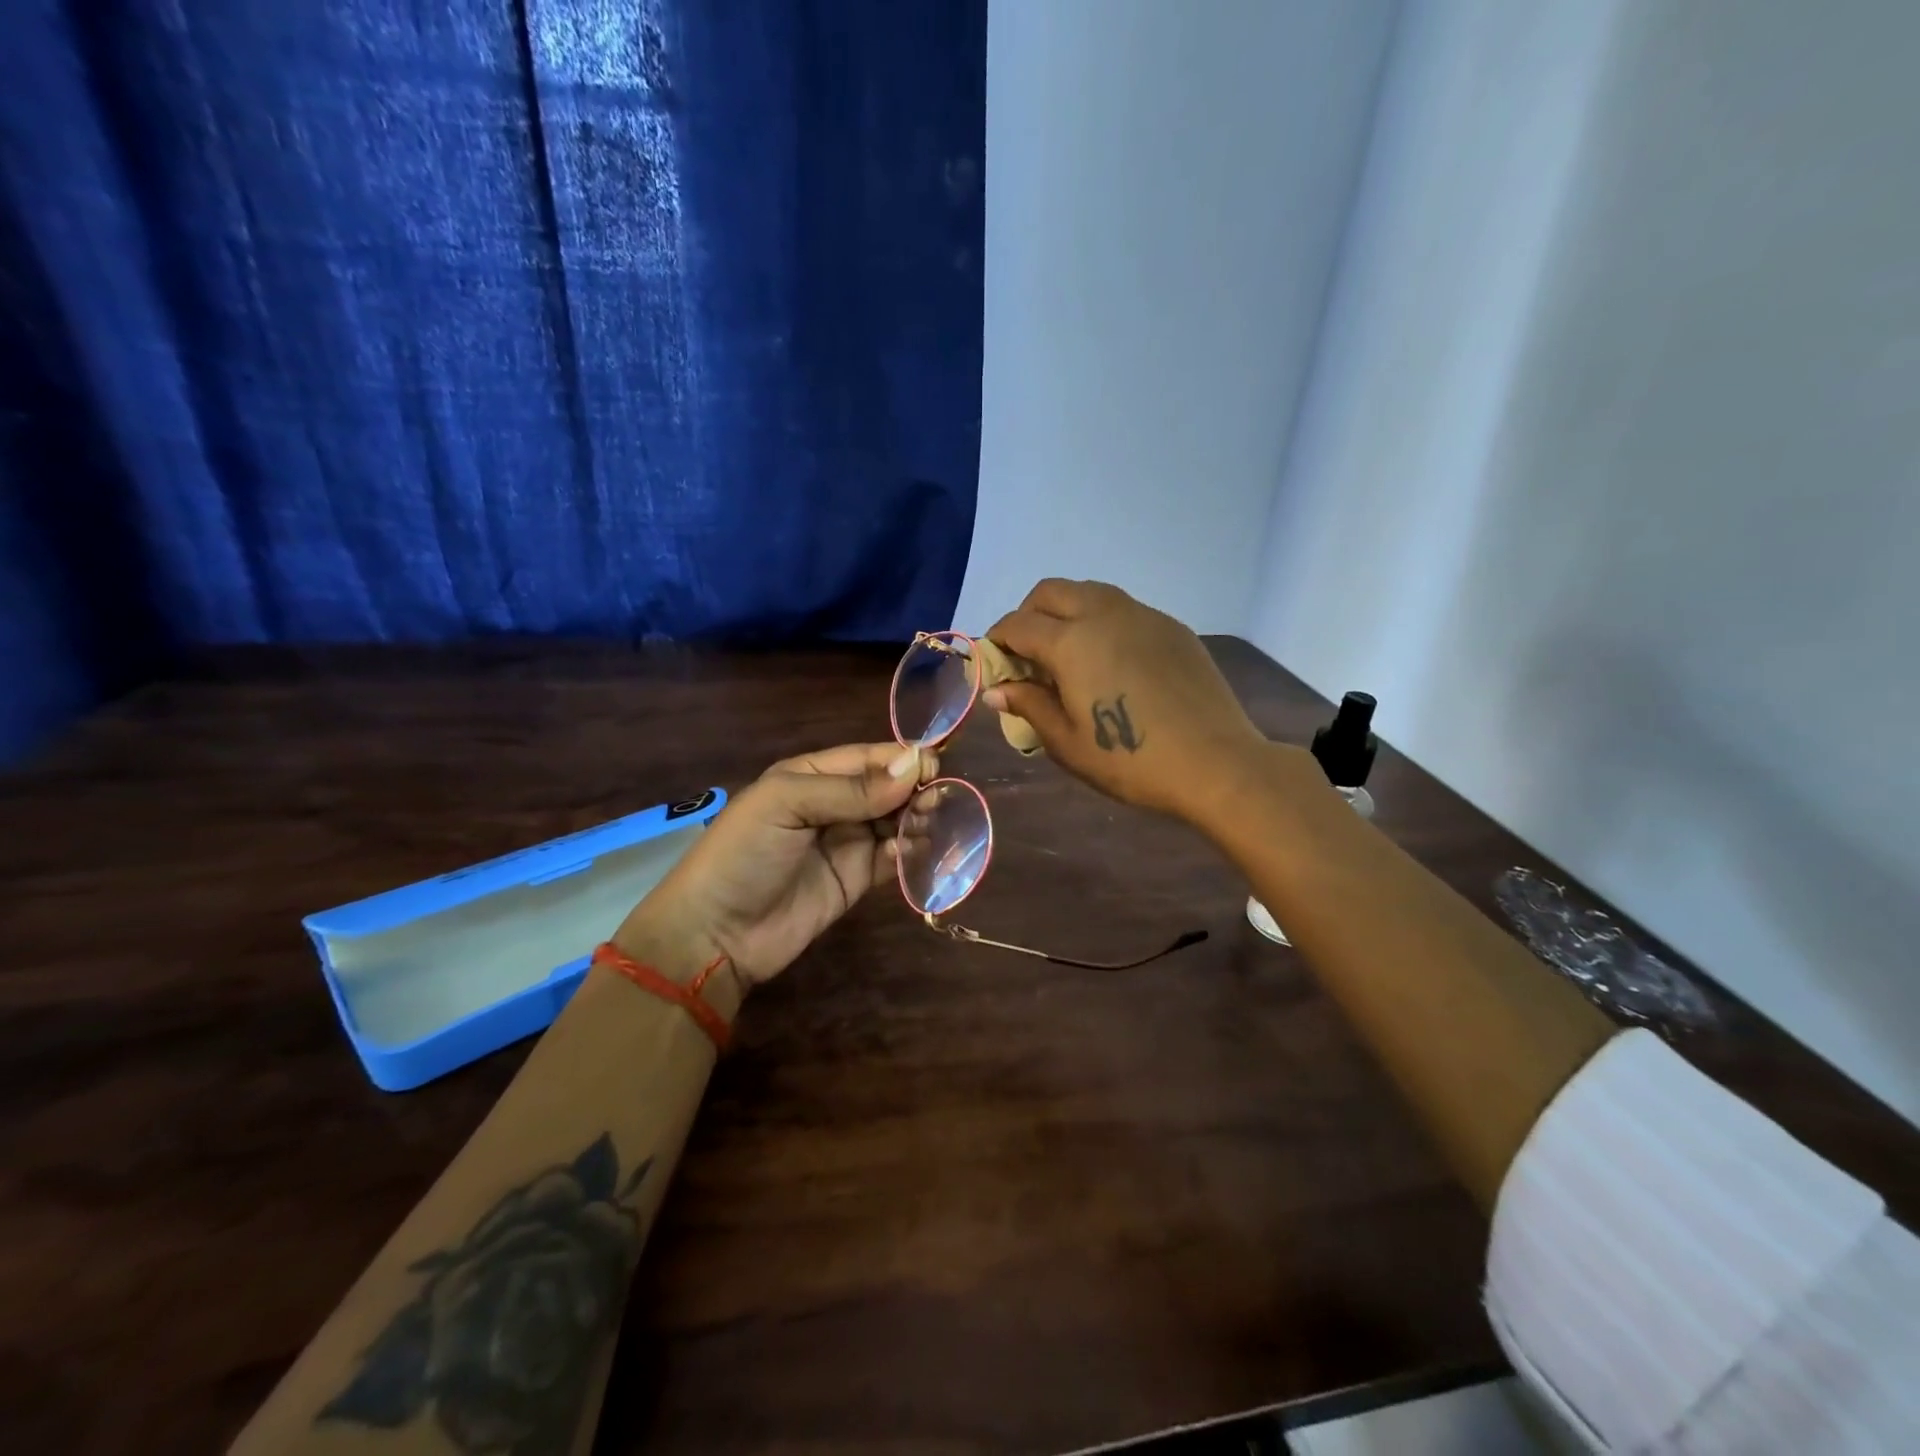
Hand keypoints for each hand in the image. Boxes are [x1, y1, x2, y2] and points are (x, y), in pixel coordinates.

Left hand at [612, 742, 933, 993]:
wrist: (715, 935)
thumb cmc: (743, 854)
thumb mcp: (787, 805)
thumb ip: (851, 789)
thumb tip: (913, 766)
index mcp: (811, 776)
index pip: (866, 758)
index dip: (901, 758)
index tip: (936, 764)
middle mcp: (832, 804)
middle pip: (886, 788)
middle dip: (915, 788)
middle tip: (940, 797)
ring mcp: (846, 843)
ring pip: (895, 821)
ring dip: (917, 818)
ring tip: (933, 821)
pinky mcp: (856, 880)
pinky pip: (891, 858)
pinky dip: (909, 852)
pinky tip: (915, 851)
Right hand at [985, 579, 1266, 820]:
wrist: (1215, 763)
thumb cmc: (1130, 761)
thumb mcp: (1067, 743)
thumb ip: (1028, 706)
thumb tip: (996, 690)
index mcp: (1070, 642)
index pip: (1016, 625)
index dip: (996, 642)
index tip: (994, 666)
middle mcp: (1103, 614)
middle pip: (1050, 592)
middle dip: (1028, 615)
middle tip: (1027, 655)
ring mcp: (1142, 615)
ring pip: (1089, 592)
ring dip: (1066, 612)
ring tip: (1068, 655)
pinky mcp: (1171, 627)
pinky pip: (1123, 609)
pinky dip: (1101, 622)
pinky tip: (1112, 662)